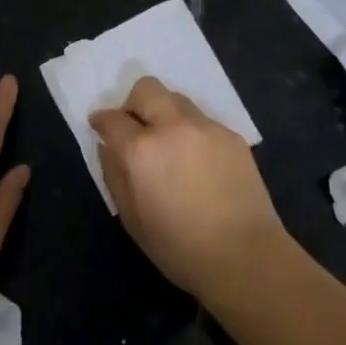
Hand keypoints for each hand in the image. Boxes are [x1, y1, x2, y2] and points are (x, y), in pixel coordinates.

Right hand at [88, 76, 288, 301]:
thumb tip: (108, 147)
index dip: (102, 121)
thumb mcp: (131, 218)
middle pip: (146, 89)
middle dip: (133, 103)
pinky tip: (198, 162)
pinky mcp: (232, 135)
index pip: (112, 118)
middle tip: (136, 129)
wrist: (244, 255)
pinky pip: (202, 120)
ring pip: (177, 99)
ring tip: (170, 146)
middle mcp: (173, 127)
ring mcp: (206, 127)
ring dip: (165, 114)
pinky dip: (191, 132)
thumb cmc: (178, 247)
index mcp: (142, 150)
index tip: (101, 127)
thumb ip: (114, 174)